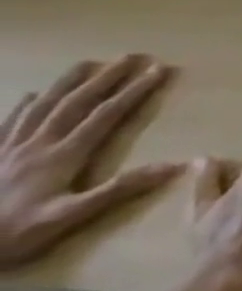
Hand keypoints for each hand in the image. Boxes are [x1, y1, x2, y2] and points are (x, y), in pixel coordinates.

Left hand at [0, 57, 181, 266]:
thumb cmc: (15, 234)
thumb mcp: (70, 217)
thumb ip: (120, 189)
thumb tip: (175, 165)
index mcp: (62, 156)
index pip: (106, 115)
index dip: (134, 91)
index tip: (159, 70)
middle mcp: (37, 145)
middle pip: (75, 103)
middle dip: (106, 78)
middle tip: (132, 56)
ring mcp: (9, 150)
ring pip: (42, 107)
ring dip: (67, 83)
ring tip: (87, 63)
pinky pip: (7, 124)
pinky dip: (23, 106)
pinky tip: (31, 96)